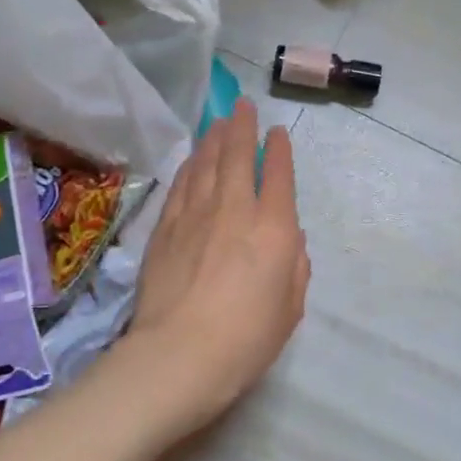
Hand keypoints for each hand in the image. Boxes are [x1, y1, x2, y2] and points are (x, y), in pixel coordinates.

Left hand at [124, 99, 309, 431]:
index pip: (279, 176)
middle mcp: (235, 209)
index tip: (278, 132)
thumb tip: (290, 243)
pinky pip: (181, 185)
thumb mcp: (291, 308)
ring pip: (206, 164)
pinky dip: (190, 166)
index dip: (280, 150)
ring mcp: (195, 215)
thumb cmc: (247, 338)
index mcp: (275, 228)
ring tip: (218, 122)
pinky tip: (192, 159)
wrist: (180, 355)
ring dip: (214, 139)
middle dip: (242, 127)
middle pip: (238, 156)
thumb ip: (296, 268)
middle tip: (242, 106)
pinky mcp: (165, 228)